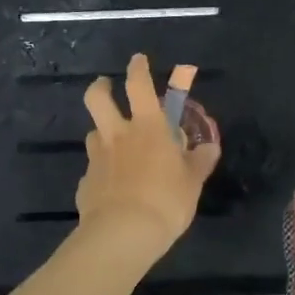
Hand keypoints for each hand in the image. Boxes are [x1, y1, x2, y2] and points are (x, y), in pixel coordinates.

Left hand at [77, 54, 221, 259]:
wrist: (122, 235)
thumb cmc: (166, 201)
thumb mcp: (193, 181)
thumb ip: (200, 161)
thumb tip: (209, 147)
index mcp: (147, 127)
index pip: (139, 84)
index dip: (138, 68)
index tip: (138, 60)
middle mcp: (118, 135)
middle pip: (98, 98)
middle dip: (100, 87)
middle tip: (106, 86)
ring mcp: (97, 158)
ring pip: (93, 133)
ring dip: (103, 133)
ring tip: (114, 146)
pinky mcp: (85, 183)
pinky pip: (93, 170)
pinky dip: (102, 173)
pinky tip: (112, 188)